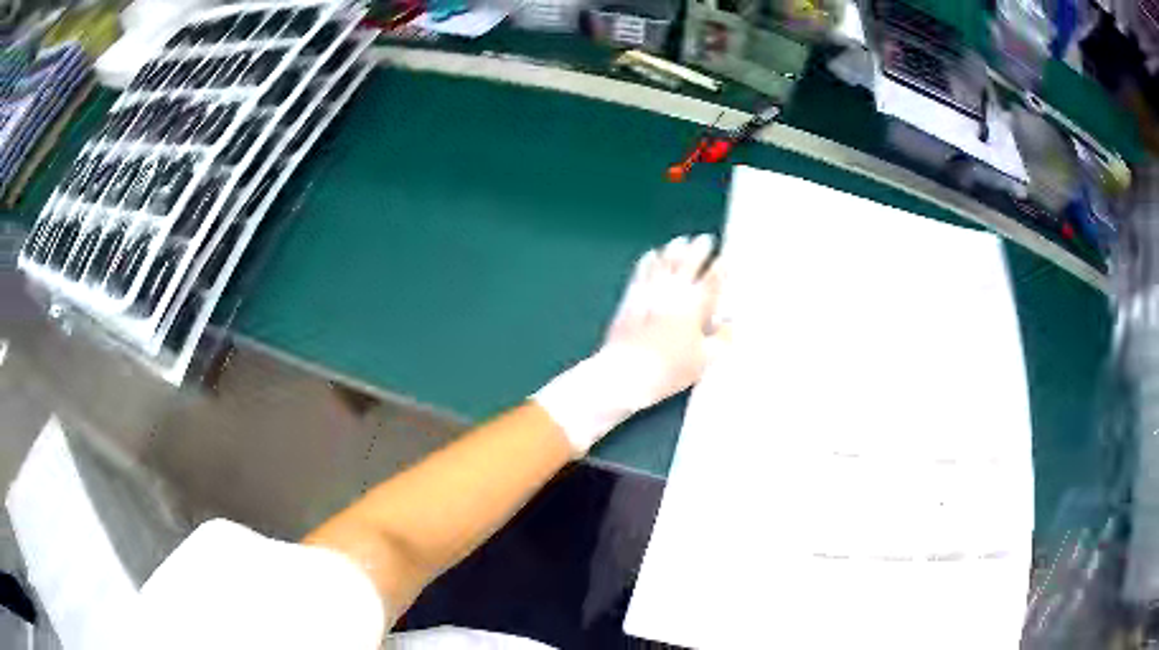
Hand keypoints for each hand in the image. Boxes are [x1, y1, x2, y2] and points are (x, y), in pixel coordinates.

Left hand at [534, 234, 725, 454]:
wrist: (626, 372)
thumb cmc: (670, 370)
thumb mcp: (705, 360)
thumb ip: (723, 340)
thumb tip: (730, 324)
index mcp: (695, 306)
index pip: (713, 279)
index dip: (722, 267)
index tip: (727, 260)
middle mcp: (674, 292)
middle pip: (689, 261)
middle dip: (700, 248)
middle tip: (706, 240)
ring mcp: (650, 291)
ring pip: (665, 260)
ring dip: (675, 248)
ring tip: (682, 241)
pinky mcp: (632, 296)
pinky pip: (643, 270)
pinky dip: (650, 259)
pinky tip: (653, 255)